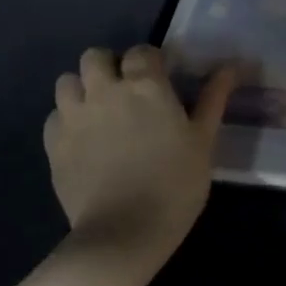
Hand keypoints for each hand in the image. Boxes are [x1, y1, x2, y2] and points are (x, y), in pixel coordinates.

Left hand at [43, 45, 234, 260]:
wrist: (124, 233)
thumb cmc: (175, 185)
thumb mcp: (203, 142)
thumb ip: (213, 99)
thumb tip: (231, 66)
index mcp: (145, 85)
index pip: (141, 52)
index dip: (150, 62)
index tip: (160, 80)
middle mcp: (105, 90)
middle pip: (95, 57)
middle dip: (109, 66)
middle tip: (124, 91)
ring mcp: (74, 116)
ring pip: (67, 81)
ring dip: (82, 89)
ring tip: (98, 111)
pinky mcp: (53, 144)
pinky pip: (54, 116)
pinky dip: (65, 120)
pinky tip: (81, 139)